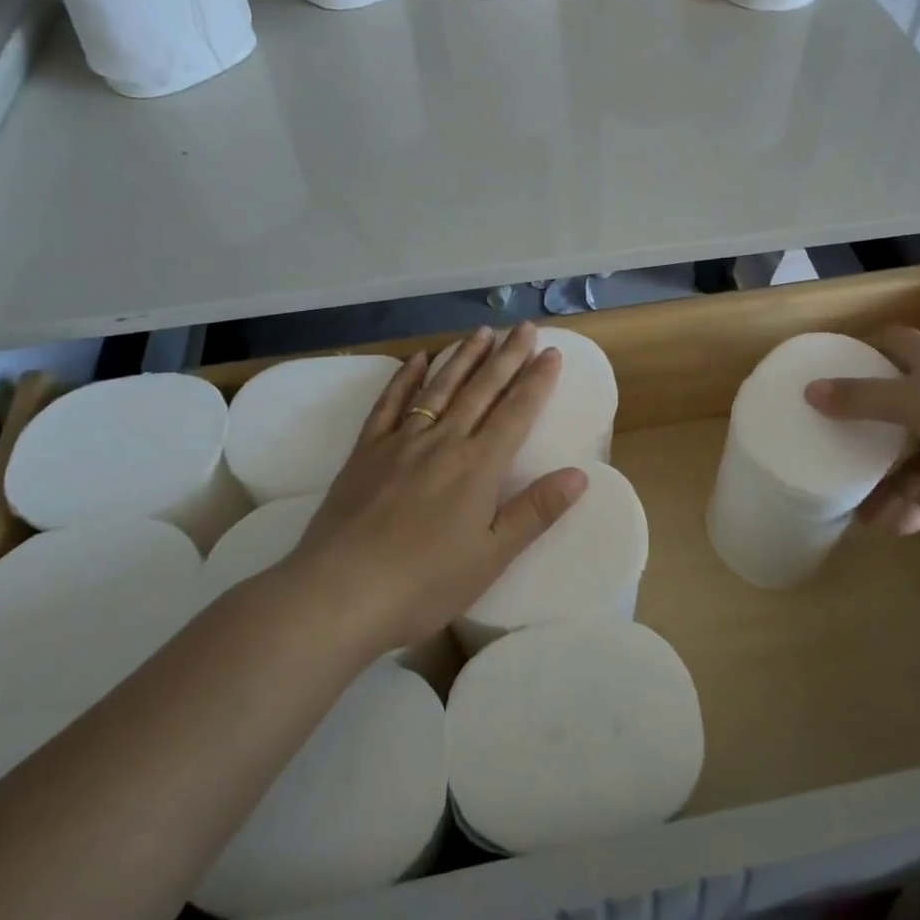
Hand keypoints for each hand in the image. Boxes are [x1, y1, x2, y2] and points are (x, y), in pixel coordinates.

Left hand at [283, 323, 588, 651]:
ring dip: (464, 357)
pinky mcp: (366, 451)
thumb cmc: (424, 583)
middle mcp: (443, 441)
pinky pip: (390, 404)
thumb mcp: (492, 556)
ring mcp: (401, 441)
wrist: (340, 593)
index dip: (537, 380)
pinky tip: (417, 359)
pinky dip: (405, 379)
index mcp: (478, 466)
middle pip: (482, 390)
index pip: (516, 412)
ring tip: (483, 331)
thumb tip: (579, 474)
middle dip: (507, 356)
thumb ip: (535, 511)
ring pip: (440, 388)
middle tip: (525, 327)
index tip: (552, 352)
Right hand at [804, 326, 919, 534]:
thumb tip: (809, 391)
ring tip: (866, 519)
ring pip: (917, 461)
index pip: (891, 346)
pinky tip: (896, 528)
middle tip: (837, 461)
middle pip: (896, 412)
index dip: (865, 354)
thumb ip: (860, 398)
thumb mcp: (909, 399)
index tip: (835, 371)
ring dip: (892, 488)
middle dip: (868, 439)